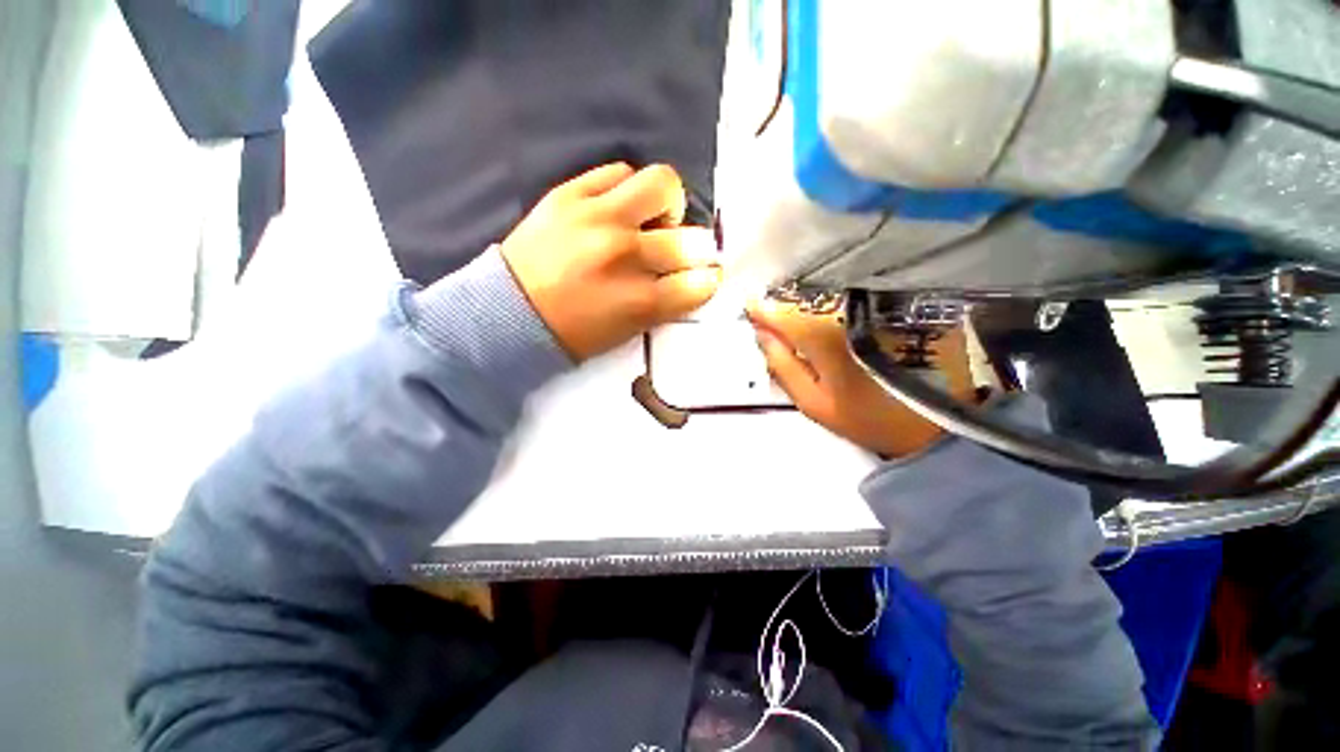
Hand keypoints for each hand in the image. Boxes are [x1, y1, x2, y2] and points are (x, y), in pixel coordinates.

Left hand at [500, 163, 721, 360]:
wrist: (509, 310)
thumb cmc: (573, 331)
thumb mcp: (626, 330)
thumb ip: (663, 304)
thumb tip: (690, 277)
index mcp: (638, 301)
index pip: (698, 284)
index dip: (708, 280)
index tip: (705, 277)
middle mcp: (624, 255)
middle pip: (689, 240)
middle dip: (698, 250)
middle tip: (682, 253)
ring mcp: (597, 218)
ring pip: (662, 185)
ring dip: (668, 206)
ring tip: (654, 219)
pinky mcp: (570, 194)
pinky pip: (620, 171)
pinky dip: (630, 190)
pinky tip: (622, 207)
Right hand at [747, 298, 973, 457]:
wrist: (935, 420)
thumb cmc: (867, 417)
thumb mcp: (814, 403)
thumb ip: (782, 366)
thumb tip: (761, 335)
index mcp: (823, 335)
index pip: (780, 312)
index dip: (761, 309)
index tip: (748, 309)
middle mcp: (846, 311)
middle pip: (801, 300)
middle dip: (781, 308)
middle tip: (768, 321)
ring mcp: (870, 306)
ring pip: (823, 298)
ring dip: (804, 307)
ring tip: (794, 321)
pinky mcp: (889, 307)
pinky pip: (847, 301)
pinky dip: (828, 308)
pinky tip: (824, 321)